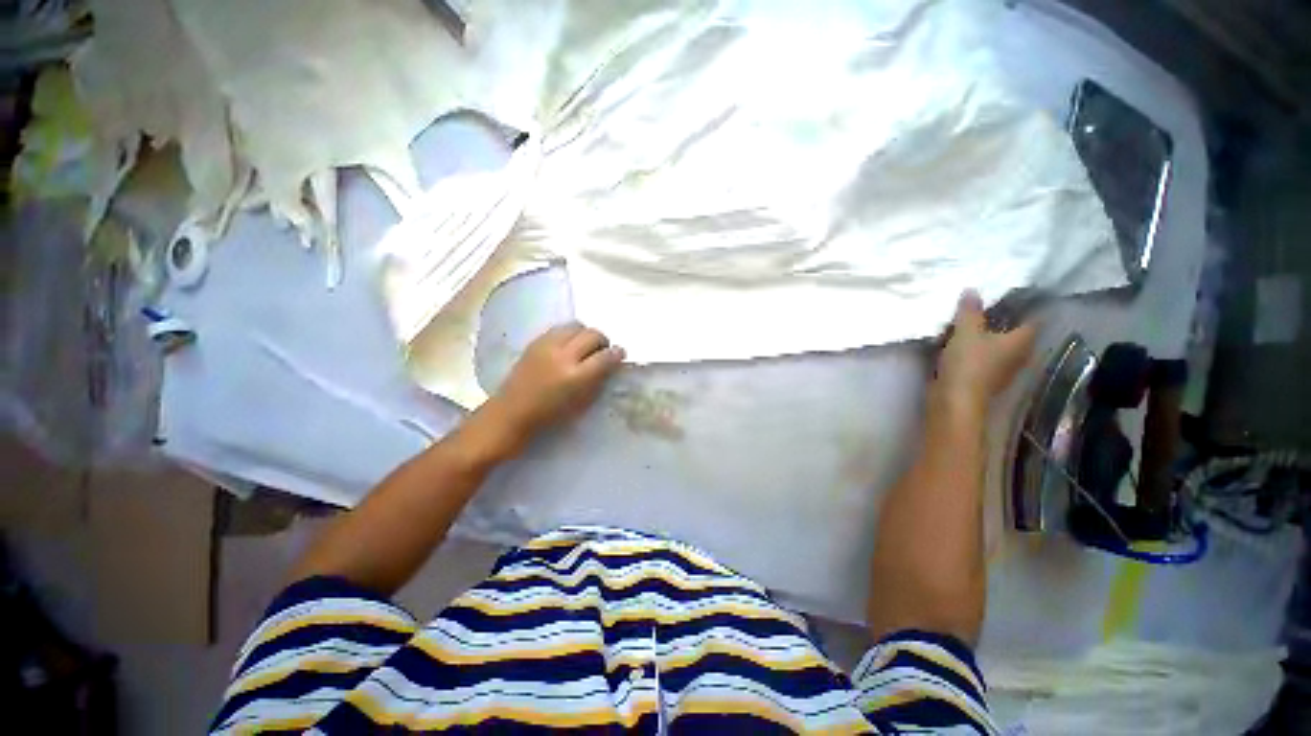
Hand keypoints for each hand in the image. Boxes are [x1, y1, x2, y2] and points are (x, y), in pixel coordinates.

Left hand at [471, 323, 624, 456]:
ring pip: (577, 326)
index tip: (620, 355)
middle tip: (602, 352)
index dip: (617, 354)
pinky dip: (570, 334)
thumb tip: (611, 364)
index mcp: (576, 377)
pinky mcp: (535, 341)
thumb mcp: (581, 404)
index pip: (605, 356)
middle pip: (593, 334)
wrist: (511, 413)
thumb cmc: (549, 416)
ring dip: (586, 334)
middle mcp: (563, 356)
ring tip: (584, 347)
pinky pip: (560, 328)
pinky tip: (568, 346)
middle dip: (603, 341)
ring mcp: (547, 346)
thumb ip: (598, 381)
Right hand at [933, 290, 1036, 413]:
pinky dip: (978, 351)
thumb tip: (972, 290)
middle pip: (1017, 334)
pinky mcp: (986, 380)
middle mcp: (1019, 355)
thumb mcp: (966, 331)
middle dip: (1005, 322)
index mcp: (1022, 341)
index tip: (1013, 295)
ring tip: (973, 326)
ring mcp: (1003, 370)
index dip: (1026, 306)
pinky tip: (963, 345)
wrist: (954, 399)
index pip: (1033, 319)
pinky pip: (986, 358)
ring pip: (1001, 348)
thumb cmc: (968, 363)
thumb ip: (970, 311)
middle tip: (989, 308)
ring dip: (990, 338)